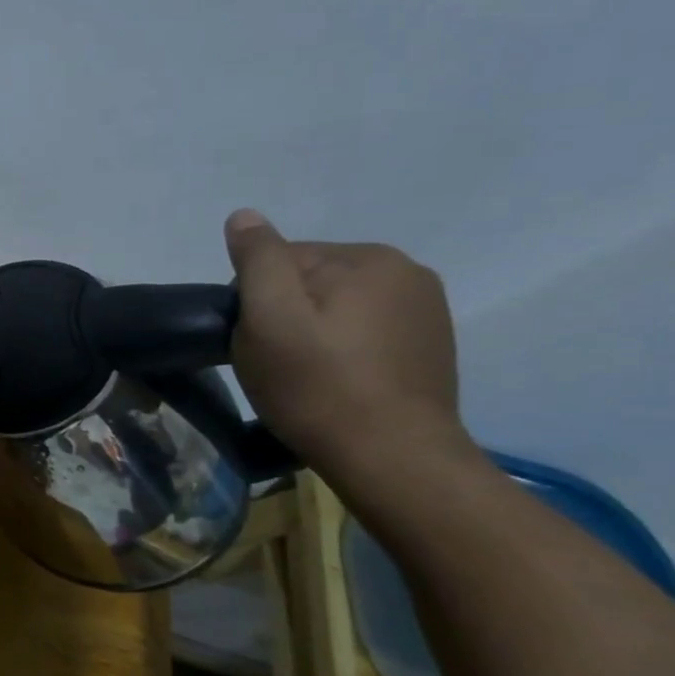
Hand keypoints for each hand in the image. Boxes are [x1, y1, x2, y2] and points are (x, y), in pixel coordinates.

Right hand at [225, 209, 470, 472]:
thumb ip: (257, 260)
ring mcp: (425, 310)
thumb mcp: (269, 318)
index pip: (280, 259)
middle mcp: (407, 272)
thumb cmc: (317, 386)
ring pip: (334, 306)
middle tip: (275, 361)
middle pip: (309, 280)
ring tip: (303, 374)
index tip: (255, 340)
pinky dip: (340, 348)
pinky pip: (362, 329)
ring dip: (309, 331)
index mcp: (368, 258)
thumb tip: (245, 216)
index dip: (254, 299)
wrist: (392, 459)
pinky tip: (335, 380)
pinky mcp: (429, 345)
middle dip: (283, 313)